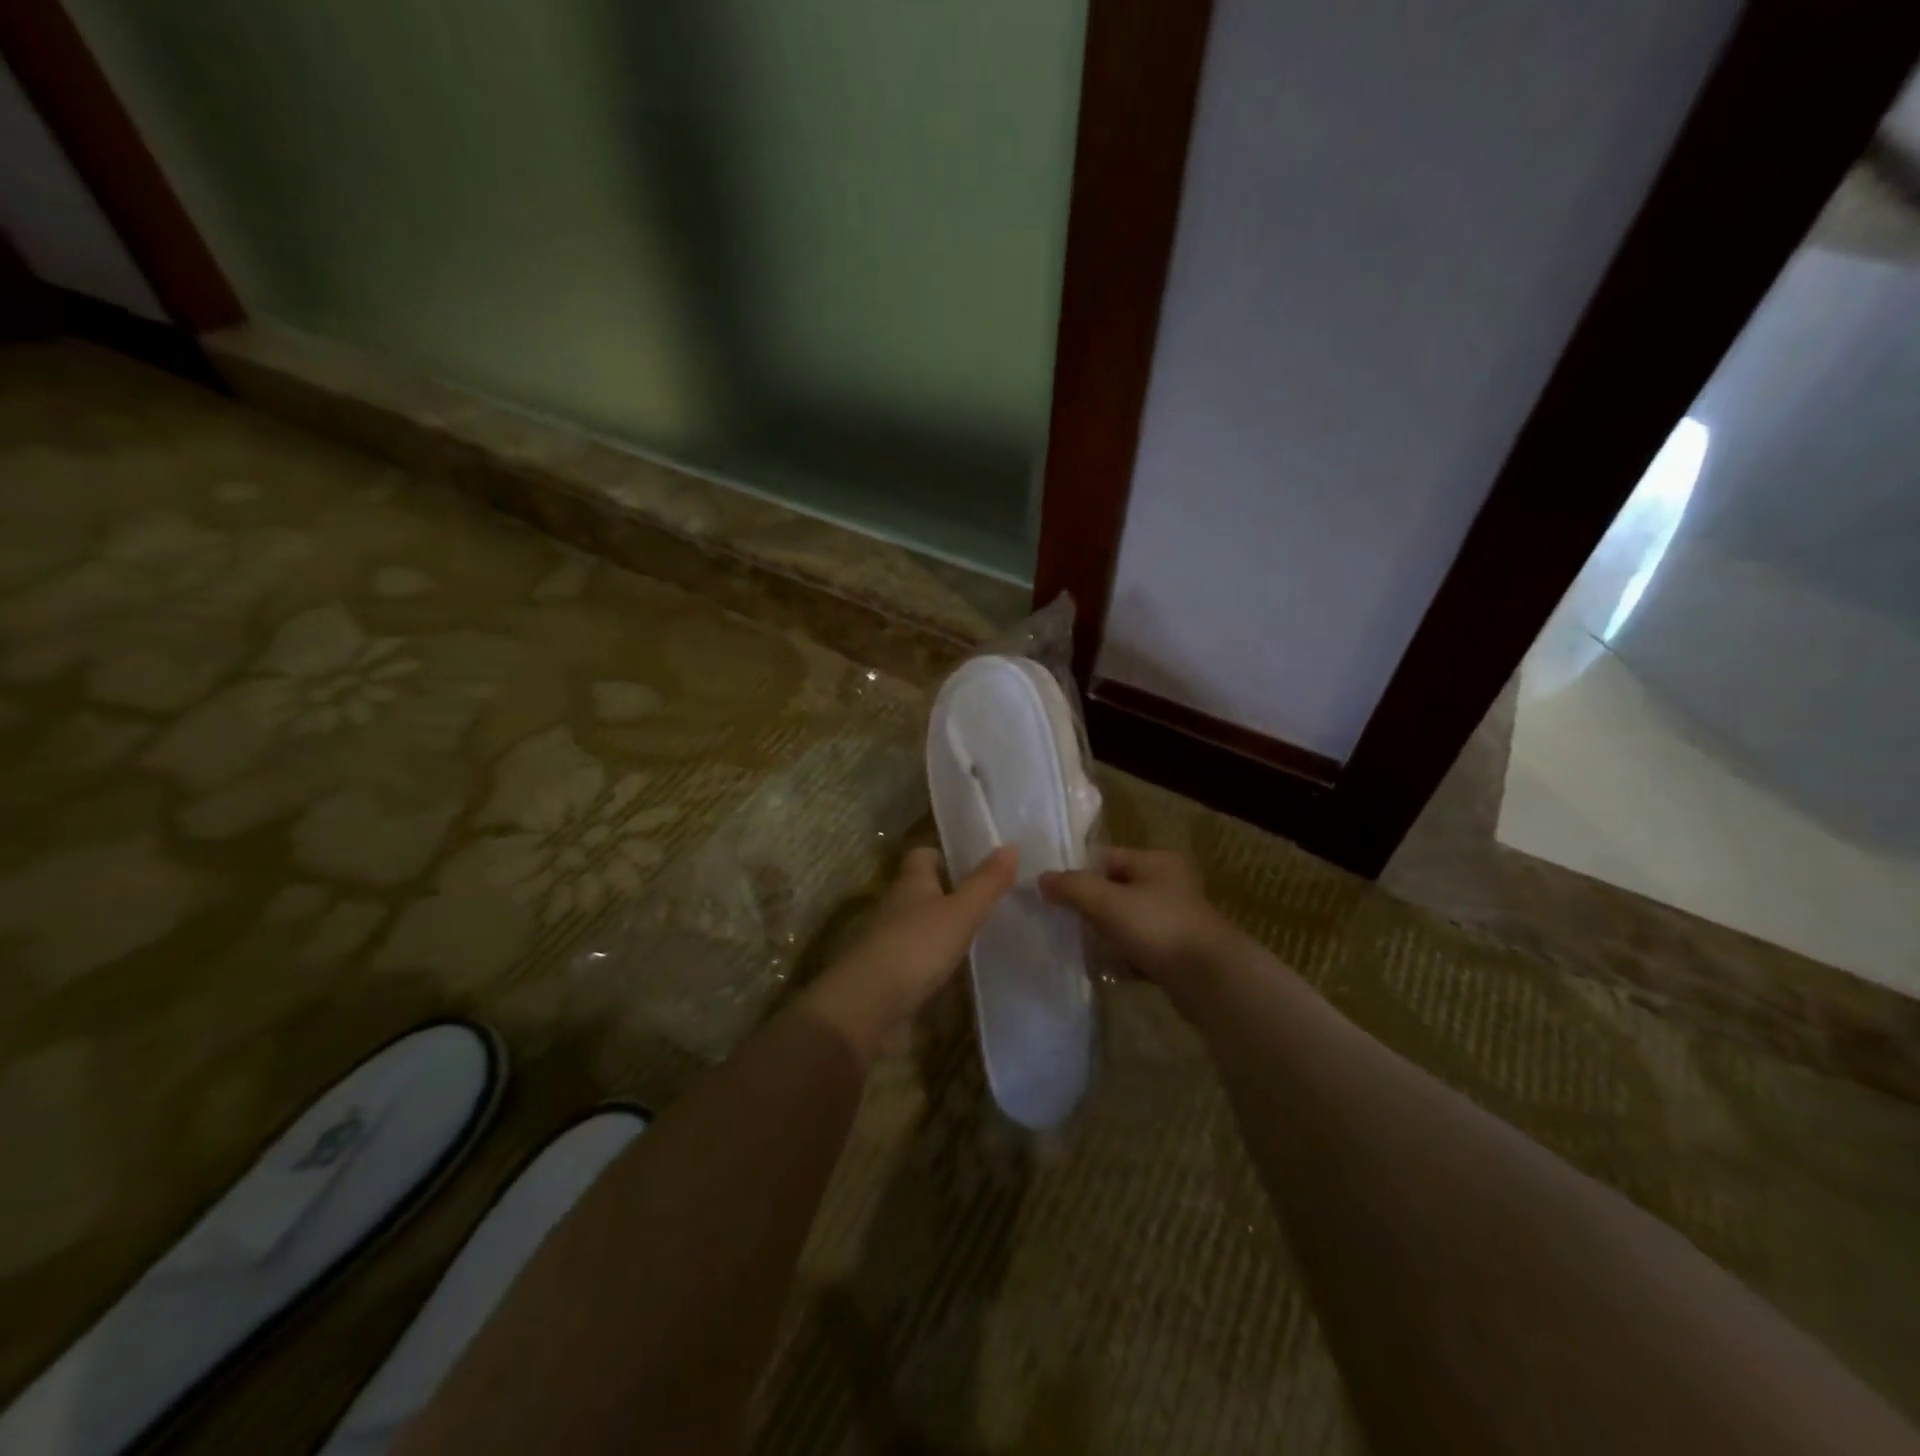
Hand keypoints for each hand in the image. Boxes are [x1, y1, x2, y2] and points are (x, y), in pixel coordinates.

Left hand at [801, 845, 1017, 1058]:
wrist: (868, 1004)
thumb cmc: (916, 946)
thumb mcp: (960, 912)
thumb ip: (986, 883)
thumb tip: (1011, 846)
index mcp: (910, 882)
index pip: (923, 855)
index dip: (946, 855)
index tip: (975, 864)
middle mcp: (895, 905)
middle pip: (921, 890)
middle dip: (950, 892)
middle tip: (989, 900)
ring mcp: (888, 940)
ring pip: (919, 924)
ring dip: (942, 927)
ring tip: (981, 934)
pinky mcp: (888, 974)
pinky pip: (915, 957)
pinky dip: (934, 959)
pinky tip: (957, 969)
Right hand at [1039, 849, 1232, 994]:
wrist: (1209, 979)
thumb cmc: (1157, 927)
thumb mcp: (1107, 901)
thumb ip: (1072, 887)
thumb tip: (1042, 878)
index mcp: (1156, 861)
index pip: (1107, 857)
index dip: (1079, 872)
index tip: (1053, 893)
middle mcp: (1168, 884)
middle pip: (1115, 889)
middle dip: (1090, 906)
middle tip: (1063, 922)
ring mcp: (1175, 919)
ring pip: (1126, 920)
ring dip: (1105, 933)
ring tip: (1081, 946)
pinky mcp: (1177, 951)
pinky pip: (1140, 947)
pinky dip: (1123, 955)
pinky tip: (1107, 968)